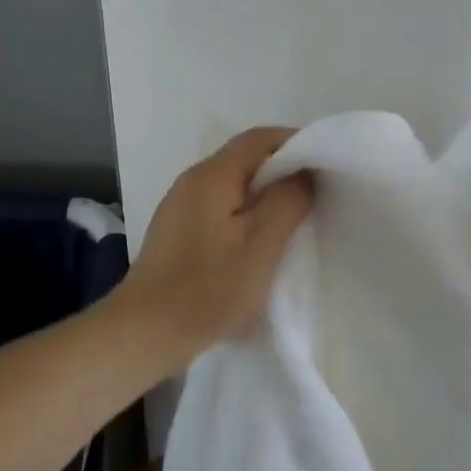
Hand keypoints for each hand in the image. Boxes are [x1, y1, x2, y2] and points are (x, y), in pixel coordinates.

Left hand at [120, 127, 313, 361]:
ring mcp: (180, 206)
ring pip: (233, 185)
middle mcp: (192, 180)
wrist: (144, 332)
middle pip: (245, 159)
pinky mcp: (177, 232)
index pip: (259, 138)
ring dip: (265, 194)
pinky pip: (220, 207)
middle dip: (284, 169)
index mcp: (212, 175)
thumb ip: (288, 201)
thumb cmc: (208, 288)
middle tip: (317, 193)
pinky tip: (259, 241)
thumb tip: (304, 173)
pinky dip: (246, 213)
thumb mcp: (261, 244)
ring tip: (295, 217)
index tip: (325, 163)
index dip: (296, 142)